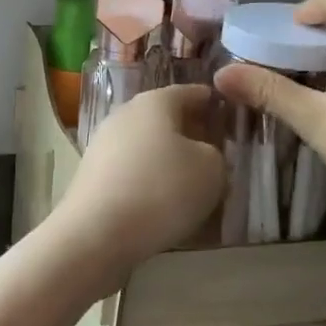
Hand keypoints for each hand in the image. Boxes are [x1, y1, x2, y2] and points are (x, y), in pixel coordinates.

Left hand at [51, 84, 225, 276]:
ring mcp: (103, 145)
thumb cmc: (161, 190)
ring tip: (195, 185)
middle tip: (219, 154)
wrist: (96, 233)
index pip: (191, 92)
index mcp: (154, 101)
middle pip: (165, 119)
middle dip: (192, 134)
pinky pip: (131, 172)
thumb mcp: (212, 169)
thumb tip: (202, 154)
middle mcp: (124, 115)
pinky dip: (149, 182)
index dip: (215, 103)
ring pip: (147, 146)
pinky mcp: (92, 176)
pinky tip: (164, 204)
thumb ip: (216, 154)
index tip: (233, 117)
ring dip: (170, 161)